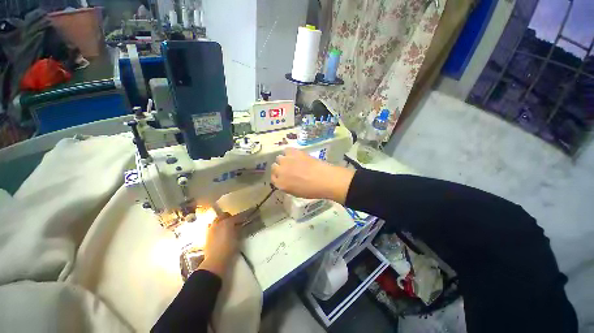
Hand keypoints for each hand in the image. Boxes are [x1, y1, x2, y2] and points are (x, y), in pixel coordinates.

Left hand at [199, 217, 237, 277]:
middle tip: (234, 222)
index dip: (241, 218)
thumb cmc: (229, 248)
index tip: (244, 220)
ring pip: (217, 220)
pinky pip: (211, 226)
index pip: (236, 217)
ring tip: (225, 227)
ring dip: (221, 221)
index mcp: (227, 222)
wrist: (215, 261)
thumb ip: (238, 229)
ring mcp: (211, 228)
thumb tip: (239, 225)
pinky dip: (216, 227)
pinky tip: (219, 232)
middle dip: (229, 217)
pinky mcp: (206, 234)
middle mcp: (218, 222)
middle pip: (224, 215)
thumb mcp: (237, 238)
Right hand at [271, 148, 354, 203]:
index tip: (283, 175)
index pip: (273, 178)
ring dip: (285, 159)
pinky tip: (296, 154)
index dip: (278, 176)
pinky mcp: (293, 152)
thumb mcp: (296, 192)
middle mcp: (280, 172)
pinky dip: (290, 152)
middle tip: (289, 168)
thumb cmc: (312, 190)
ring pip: (279, 158)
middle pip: (274, 167)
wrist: (323, 179)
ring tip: (293, 160)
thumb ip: (287, 185)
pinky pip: (286, 150)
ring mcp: (286, 161)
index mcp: (280, 184)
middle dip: (280, 167)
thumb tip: (286, 180)